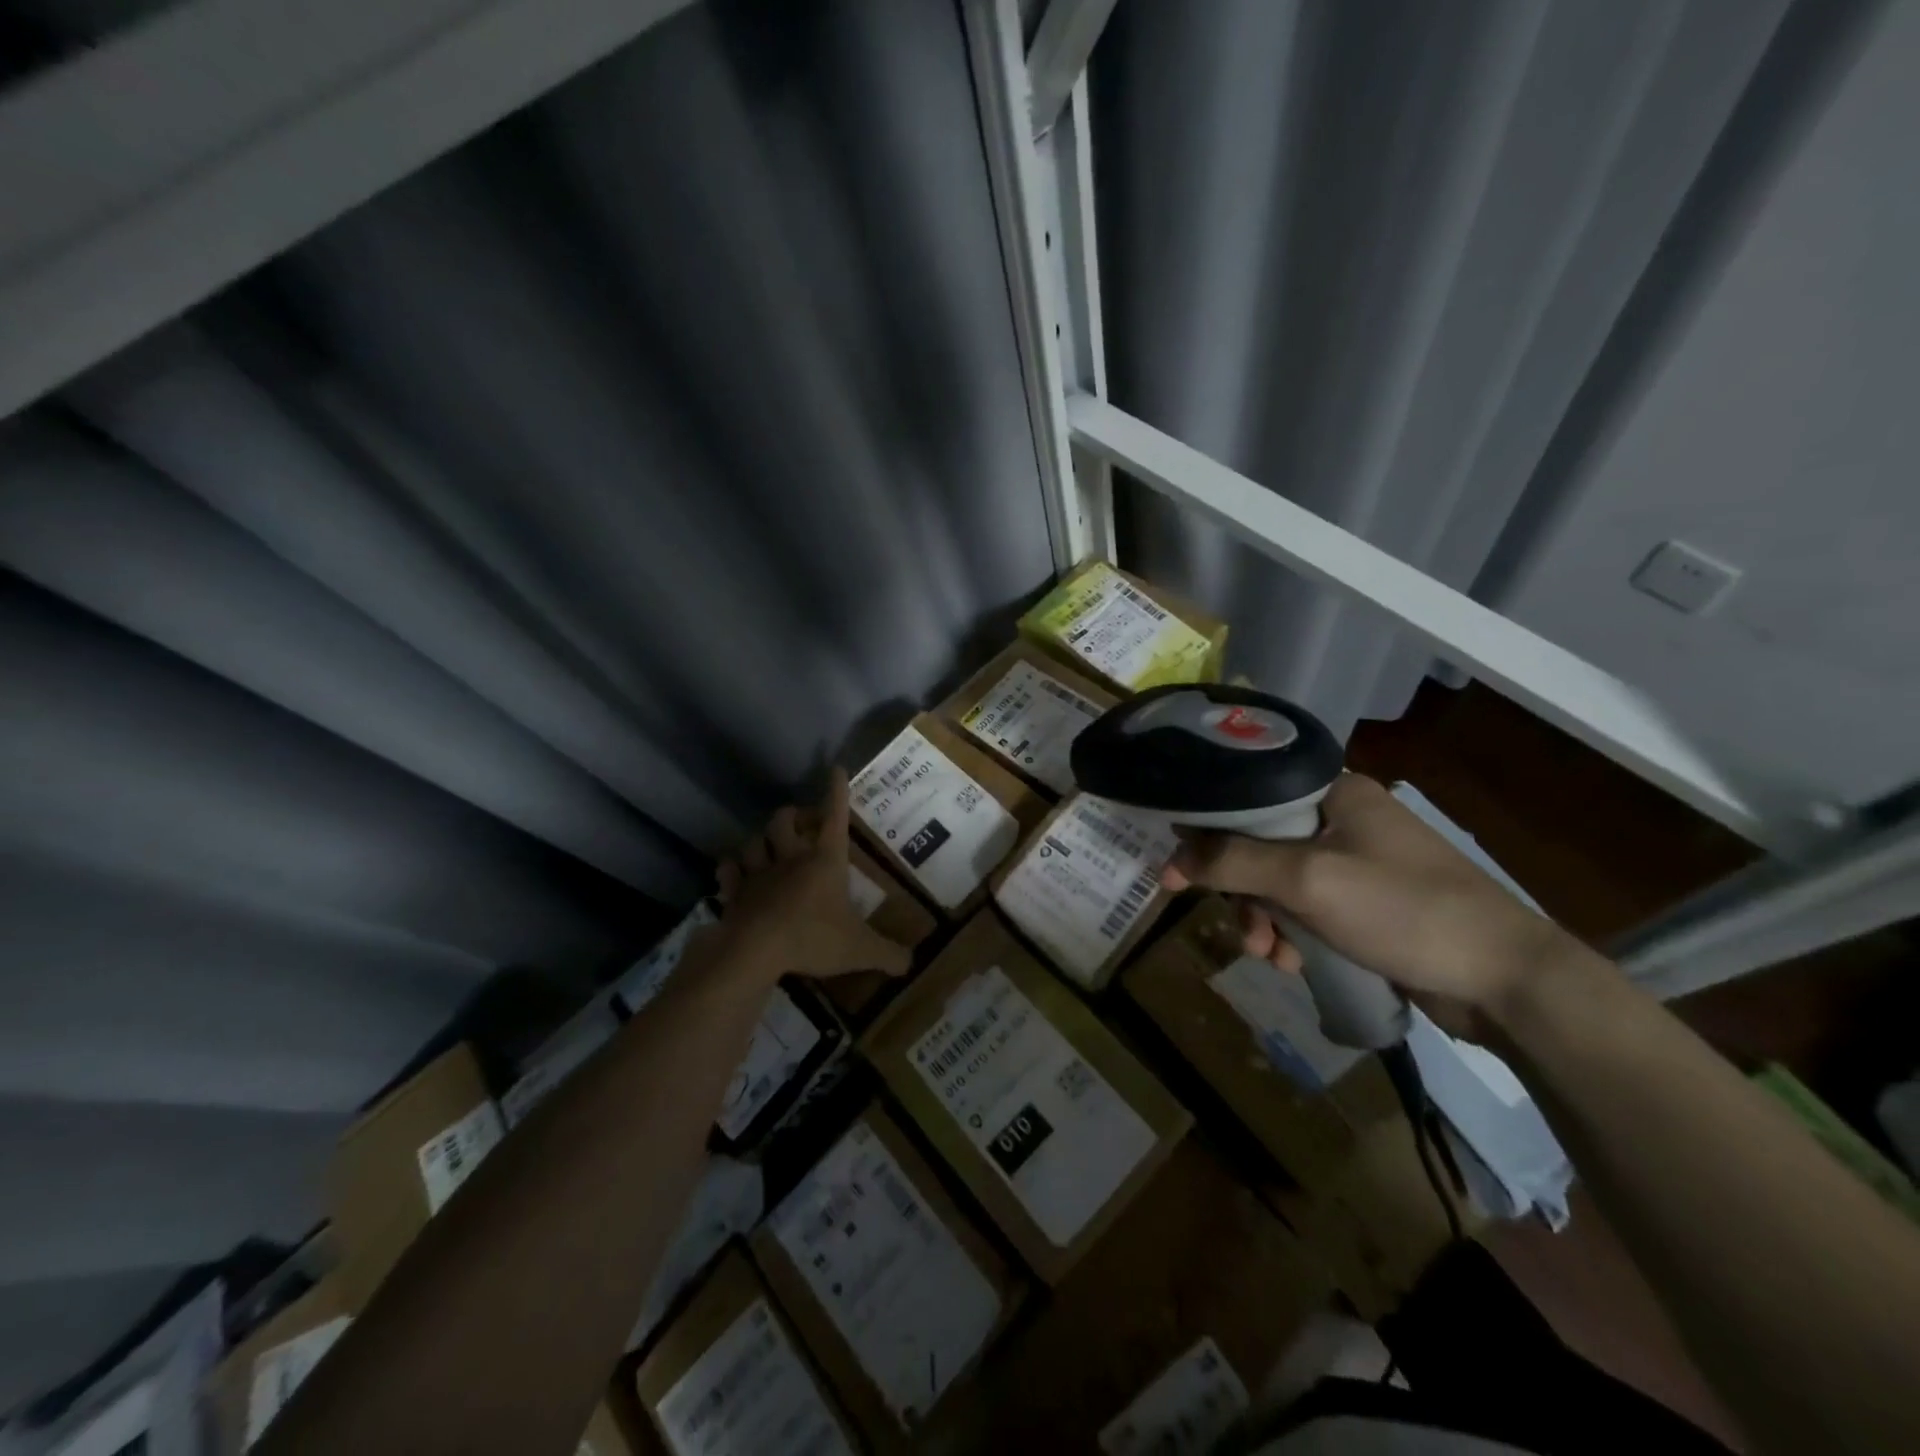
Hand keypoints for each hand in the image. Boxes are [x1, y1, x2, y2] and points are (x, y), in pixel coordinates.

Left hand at [715, 769, 912, 981]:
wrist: (755, 950)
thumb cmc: (812, 938)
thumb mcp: (859, 949)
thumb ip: (887, 954)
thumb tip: (911, 963)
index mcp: (825, 861)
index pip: (834, 817)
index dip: (836, 792)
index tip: (836, 769)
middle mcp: (791, 858)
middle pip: (785, 820)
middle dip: (793, 816)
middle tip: (802, 823)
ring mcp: (759, 873)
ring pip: (754, 841)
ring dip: (761, 841)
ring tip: (769, 847)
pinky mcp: (735, 893)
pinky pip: (729, 870)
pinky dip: (731, 869)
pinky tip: (735, 872)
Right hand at [1160, 774, 1572, 1028]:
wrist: (1505, 980)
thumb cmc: (1403, 910)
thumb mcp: (1308, 880)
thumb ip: (1233, 861)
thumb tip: (1171, 855)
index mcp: (1334, 792)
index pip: (1248, 798)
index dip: (1207, 833)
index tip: (1178, 872)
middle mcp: (1343, 819)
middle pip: (1259, 846)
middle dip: (1244, 893)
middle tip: (1241, 929)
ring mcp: (1358, 863)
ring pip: (1281, 884)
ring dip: (1266, 921)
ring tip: (1271, 956)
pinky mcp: (1368, 904)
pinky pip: (1308, 911)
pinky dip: (1294, 936)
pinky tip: (1296, 964)